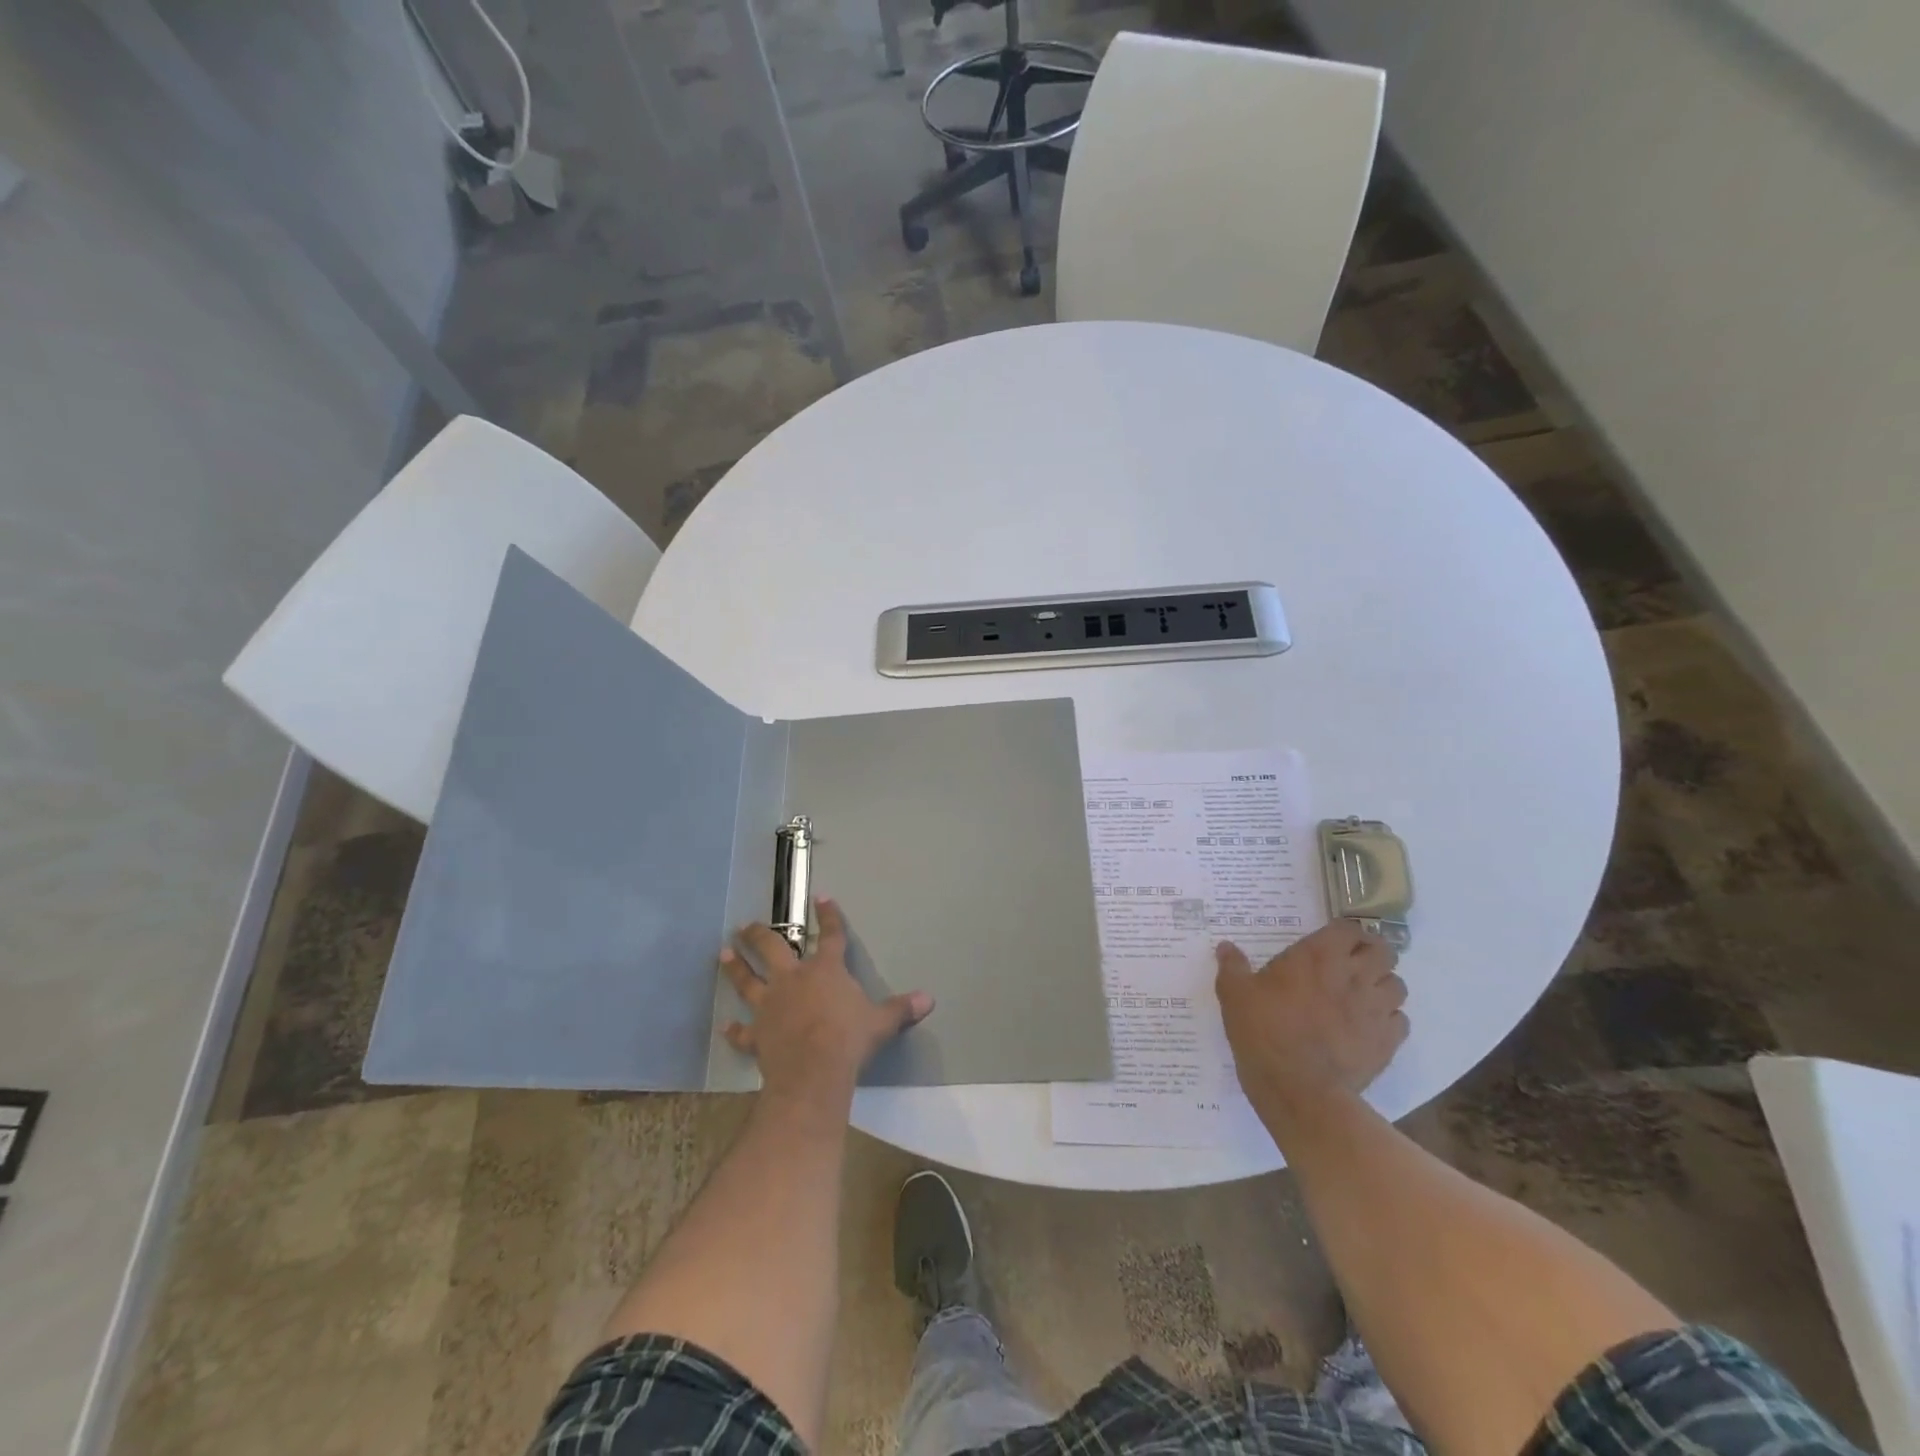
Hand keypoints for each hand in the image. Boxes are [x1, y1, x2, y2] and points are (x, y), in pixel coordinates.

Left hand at [720, 897, 933, 1105]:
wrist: (814, 1070)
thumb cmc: (849, 1039)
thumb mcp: (881, 1022)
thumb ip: (901, 1009)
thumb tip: (929, 999)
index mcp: (825, 971)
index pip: (831, 936)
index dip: (828, 916)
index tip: (821, 898)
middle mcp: (793, 980)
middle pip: (772, 949)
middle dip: (758, 935)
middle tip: (745, 925)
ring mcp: (770, 1006)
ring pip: (747, 980)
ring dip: (735, 967)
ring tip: (723, 953)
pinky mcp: (757, 1034)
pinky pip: (742, 1032)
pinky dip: (734, 1030)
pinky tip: (726, 1027)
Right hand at [1215, 919, 1407, 1117]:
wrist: (1299, 1089)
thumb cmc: (1264, 1032)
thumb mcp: (1235, 995)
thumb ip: (1232, 967)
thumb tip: (1226, 947)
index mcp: (1317, 956)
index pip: (1349, 928)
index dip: (1345, 933)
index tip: (1332, 942)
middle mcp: (1353, 975)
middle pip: (1384, 952)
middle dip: (1372, 954)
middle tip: (1351, 966)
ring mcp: (1375, 1009)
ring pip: (1397, 985)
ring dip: (1382, 986)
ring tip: (1362, 996)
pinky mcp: (1388, 1042)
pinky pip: (1400, 1021)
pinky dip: (1389, 1020)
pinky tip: (1369, 1028)